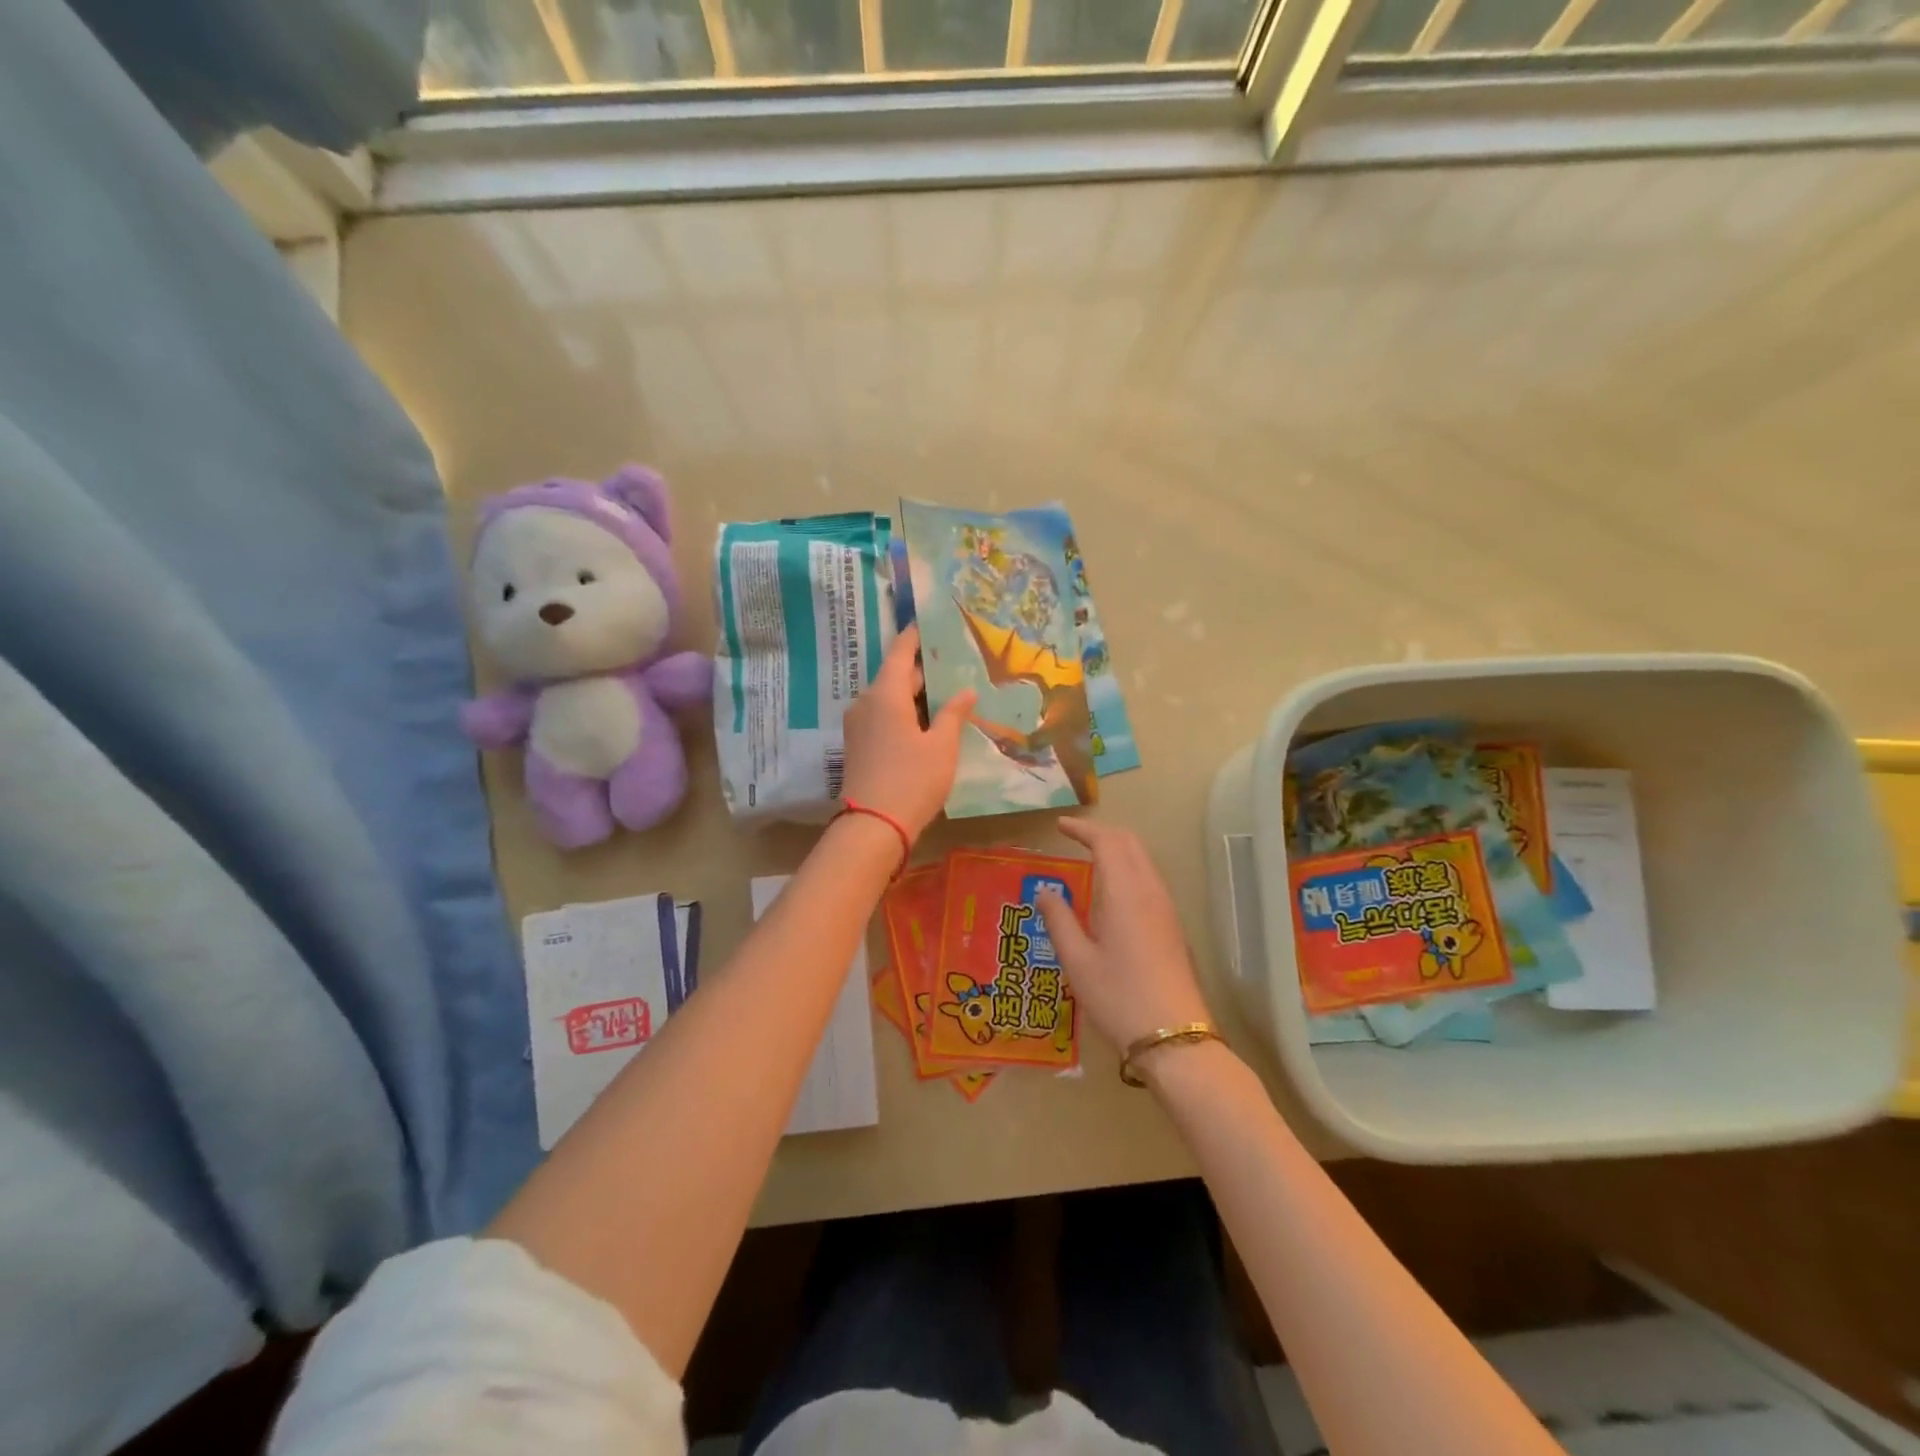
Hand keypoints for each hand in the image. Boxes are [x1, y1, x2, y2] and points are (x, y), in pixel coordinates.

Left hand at [841, 625, 975, 841]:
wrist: (873, 826)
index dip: (915, 636)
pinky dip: (903, 712)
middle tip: (952, 663)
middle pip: (895, 675)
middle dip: (922, 670)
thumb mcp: (941, 746)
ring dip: (914, 694)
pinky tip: (926, 722)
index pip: (901, 652)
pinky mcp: (858, 745)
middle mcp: (866, 702)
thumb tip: (965, 692)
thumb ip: (953, 714)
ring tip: (946, 693)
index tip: (929, 622)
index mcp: (885, 694)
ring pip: (889, 698)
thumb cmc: (912, 780)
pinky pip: (882, 716)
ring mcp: (858, 725)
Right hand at [1037, 818, 1212, 1055]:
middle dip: (1102, 833)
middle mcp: (1150, 892)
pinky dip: (1128, 869)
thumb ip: (1059, 920)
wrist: (1174, 1038)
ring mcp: (1166, 909)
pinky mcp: (1172, 926)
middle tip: (1073, 837)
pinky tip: (1111, 891)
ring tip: (1089, 859)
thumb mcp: (1077, 961)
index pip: (1107, 842)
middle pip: (1130, 843)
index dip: (1083, 829)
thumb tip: (1045, 891)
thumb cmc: (1118, 997)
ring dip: (1118, 850)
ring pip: (1144, 861)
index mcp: (1125, 893)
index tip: (1060, 827)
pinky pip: (1150, 880)